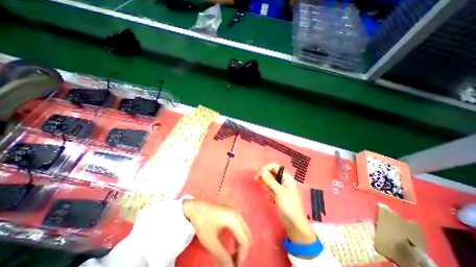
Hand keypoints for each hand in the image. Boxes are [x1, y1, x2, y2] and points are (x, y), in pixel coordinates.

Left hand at [182, 199, 249, 264]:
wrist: (195, 207)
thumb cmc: (202, 223)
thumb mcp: (211, 241)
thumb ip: (222, 256)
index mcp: (234, 219)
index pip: (244, 240)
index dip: (242, 256)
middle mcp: (237, 214)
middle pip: (246, 235)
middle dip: (242, 251)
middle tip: (234, 263)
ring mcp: (235, 211)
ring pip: (244, 231)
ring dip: (240, 244)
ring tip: (232, 257)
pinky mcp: (232, 211)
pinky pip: (239, 226)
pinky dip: (237, 237)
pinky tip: (231, 245)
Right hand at [254, 163, 316, 244]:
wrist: (293, 223)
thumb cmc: (289, 206)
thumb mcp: (279, 192)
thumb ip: (270, 180)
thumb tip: (262, 171)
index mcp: (286, 177)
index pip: (275, 167)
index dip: (266, 168)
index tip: (259, 174)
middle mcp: (283, 180)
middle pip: (270, 173)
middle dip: (265, 178)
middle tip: (259, 182)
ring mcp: (279, 187)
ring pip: (268, 181)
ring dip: (267, 187)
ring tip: (272, 196)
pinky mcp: (276, 193)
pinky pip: (269, 188)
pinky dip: (268, 192)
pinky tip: (272, 199)